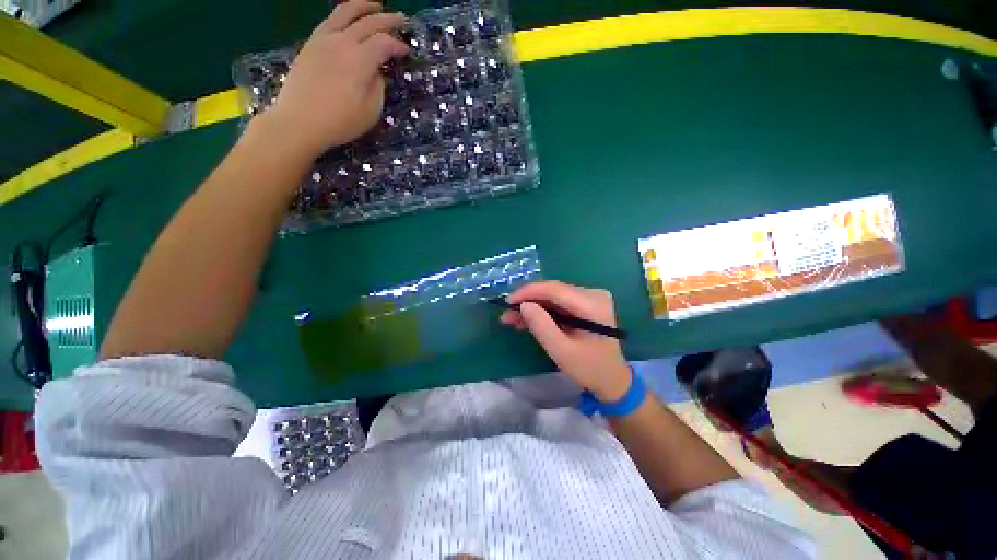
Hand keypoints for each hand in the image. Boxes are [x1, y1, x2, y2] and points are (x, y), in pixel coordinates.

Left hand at [264, 1, 408, 157]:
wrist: (299, 121)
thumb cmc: (340, 122)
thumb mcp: (370, 111)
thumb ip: (378, 88)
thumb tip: (377, 73)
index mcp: (360, 60)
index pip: (384, 43)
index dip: (398, 45)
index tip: (407, 52)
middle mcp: (342, 42)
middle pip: (368, 22)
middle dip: (388, 20)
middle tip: (401, 19)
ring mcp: (323, 40)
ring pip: (345, 12)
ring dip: (363, 6)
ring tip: (375, 6)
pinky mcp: (310, 44)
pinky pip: (330, 21)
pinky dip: (344, 15)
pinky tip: (349, 20)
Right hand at [501, 281, 631, 400]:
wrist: (611, 379)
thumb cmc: (588, 368)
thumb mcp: (561, 351)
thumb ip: (541, 326)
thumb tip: (523, 305)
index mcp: (592, 304)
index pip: (555, 289)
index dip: (528, 292)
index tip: (507, 302)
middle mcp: (593, 294)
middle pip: (553, 291)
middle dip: (527, 301)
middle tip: (506, 313)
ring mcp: (590, 297)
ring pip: (553, 296)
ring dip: (532, 307)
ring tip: (511, 319)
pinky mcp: (585, 304)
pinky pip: (558, 303)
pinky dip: (542, 311)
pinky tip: (526, 320)